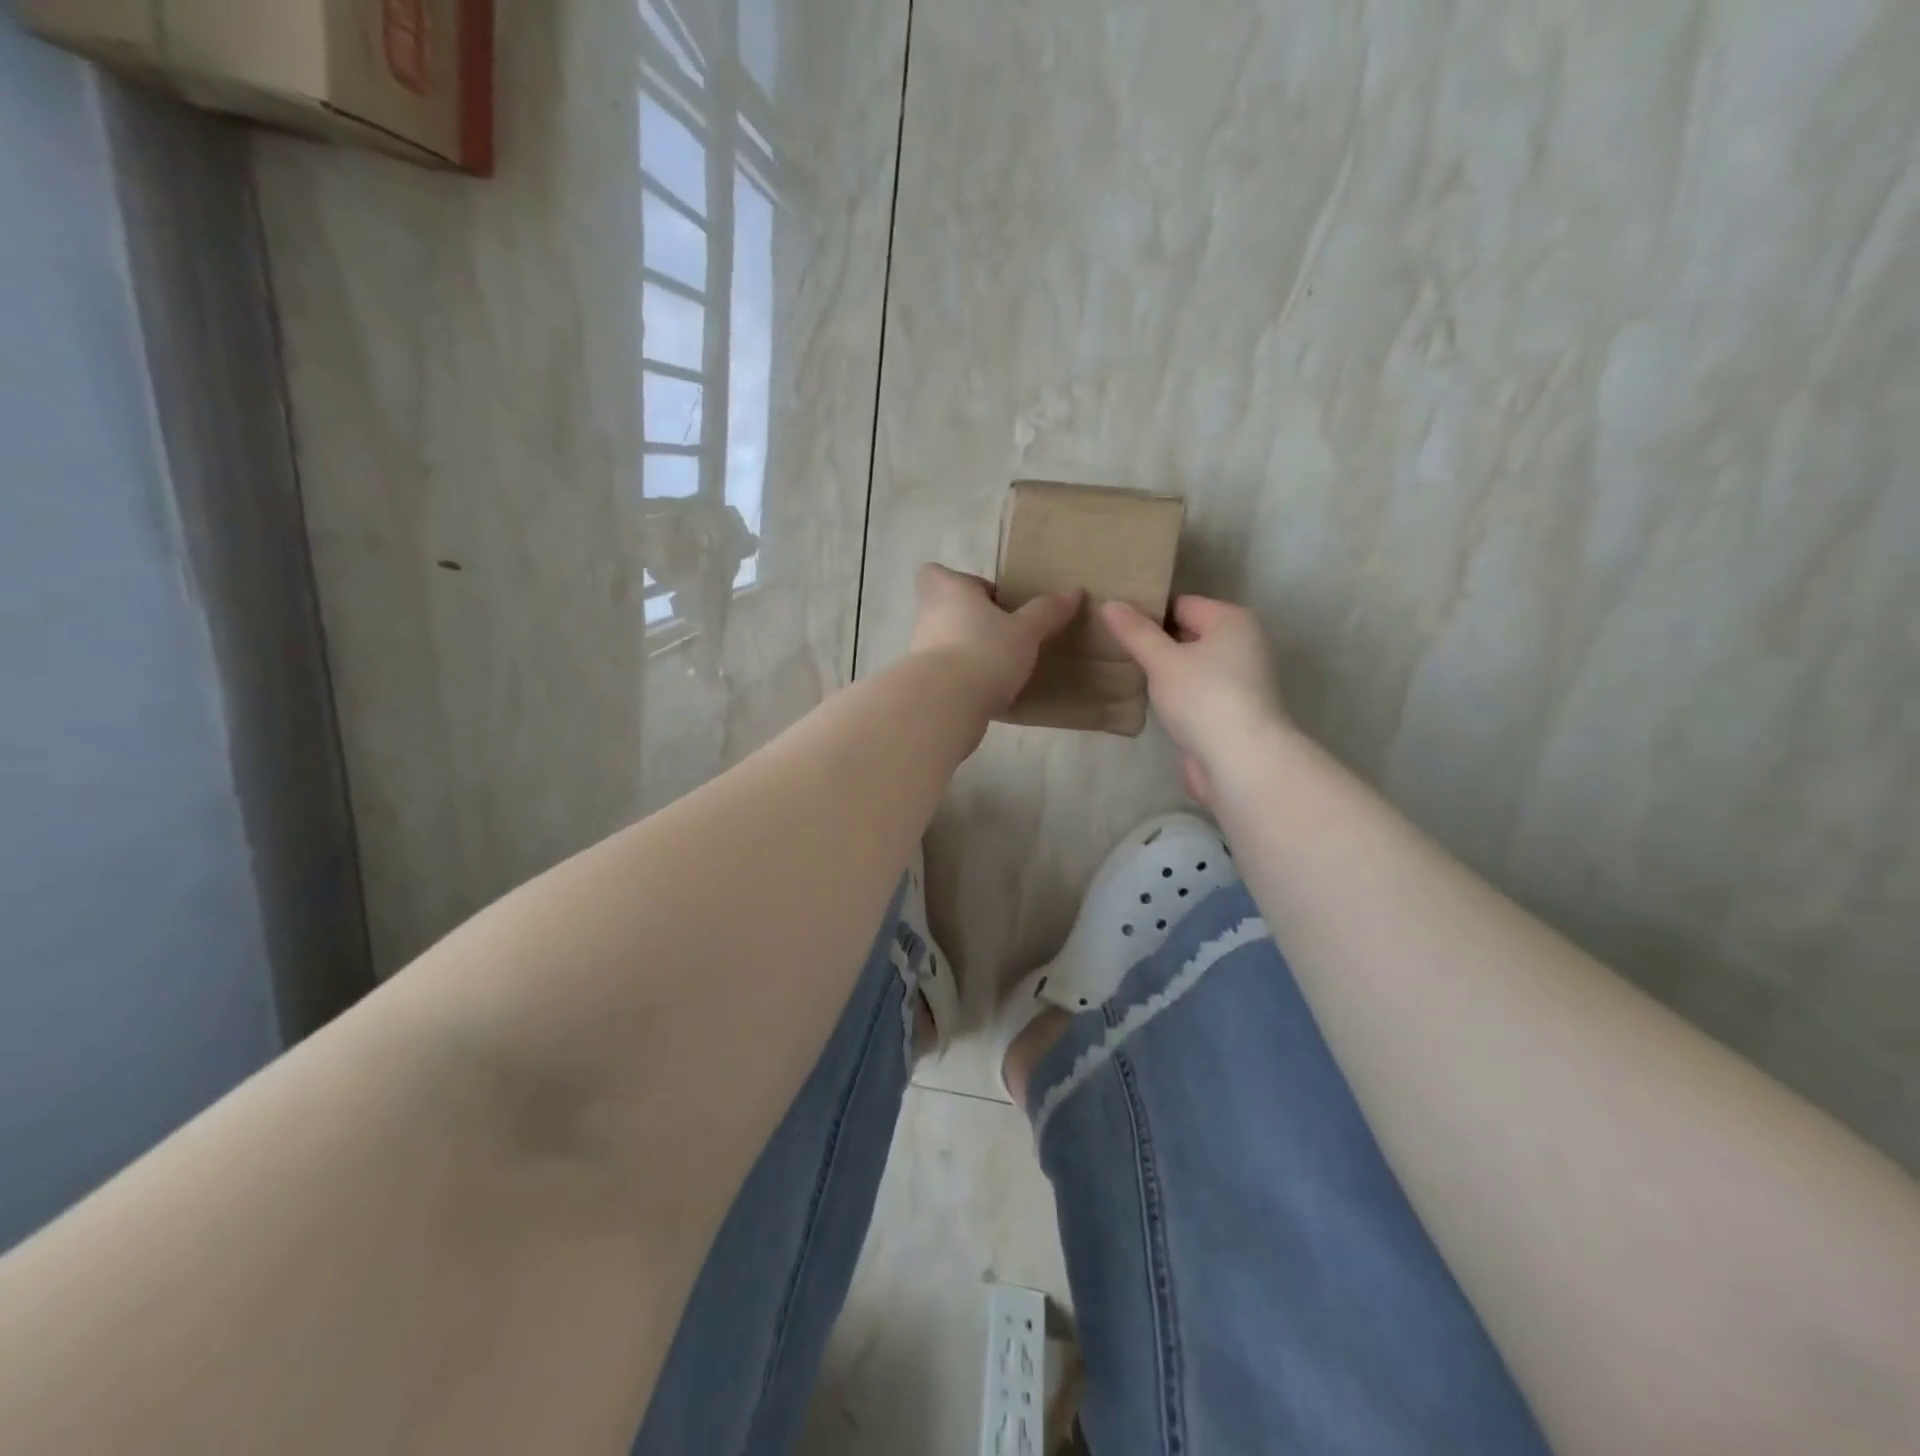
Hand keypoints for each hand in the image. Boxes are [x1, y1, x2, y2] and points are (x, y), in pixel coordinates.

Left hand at [908, 564, 1080, 715]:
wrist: (946, 704)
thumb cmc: (985, 651)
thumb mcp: (1025, 631)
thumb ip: (1047, 612)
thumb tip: (1074, 592)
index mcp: (948, 591)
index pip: (936, 573)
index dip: (959, 582)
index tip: (988, 599)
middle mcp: (927, 616)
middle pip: (944, 609)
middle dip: (969, 620)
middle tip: (1002, 634)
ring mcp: (919, 651)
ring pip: (943, 643)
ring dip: (967, 651)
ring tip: (1001, 667)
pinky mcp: (923, 683)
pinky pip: (945, 675)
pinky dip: (962, 680)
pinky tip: (988, 694)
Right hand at [1103, 596, 1289, 806]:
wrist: (1241, 762)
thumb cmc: (1204, 698)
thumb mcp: (1162, 661)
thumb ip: (1135, 632)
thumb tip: (1109, 604)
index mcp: (1231, 621)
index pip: (1181, 603)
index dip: (1146, 610)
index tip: (1112, 620)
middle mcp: (1240, 644)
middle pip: (1187, 632)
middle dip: (1152, 640)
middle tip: (1109, 644)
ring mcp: (1237, 680)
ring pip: (1189, 664)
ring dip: (1160, 670)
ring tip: (1120, 669)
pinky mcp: (1228, 710)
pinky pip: (1193, 691)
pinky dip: (1172, 693)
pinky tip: (1144, 698)